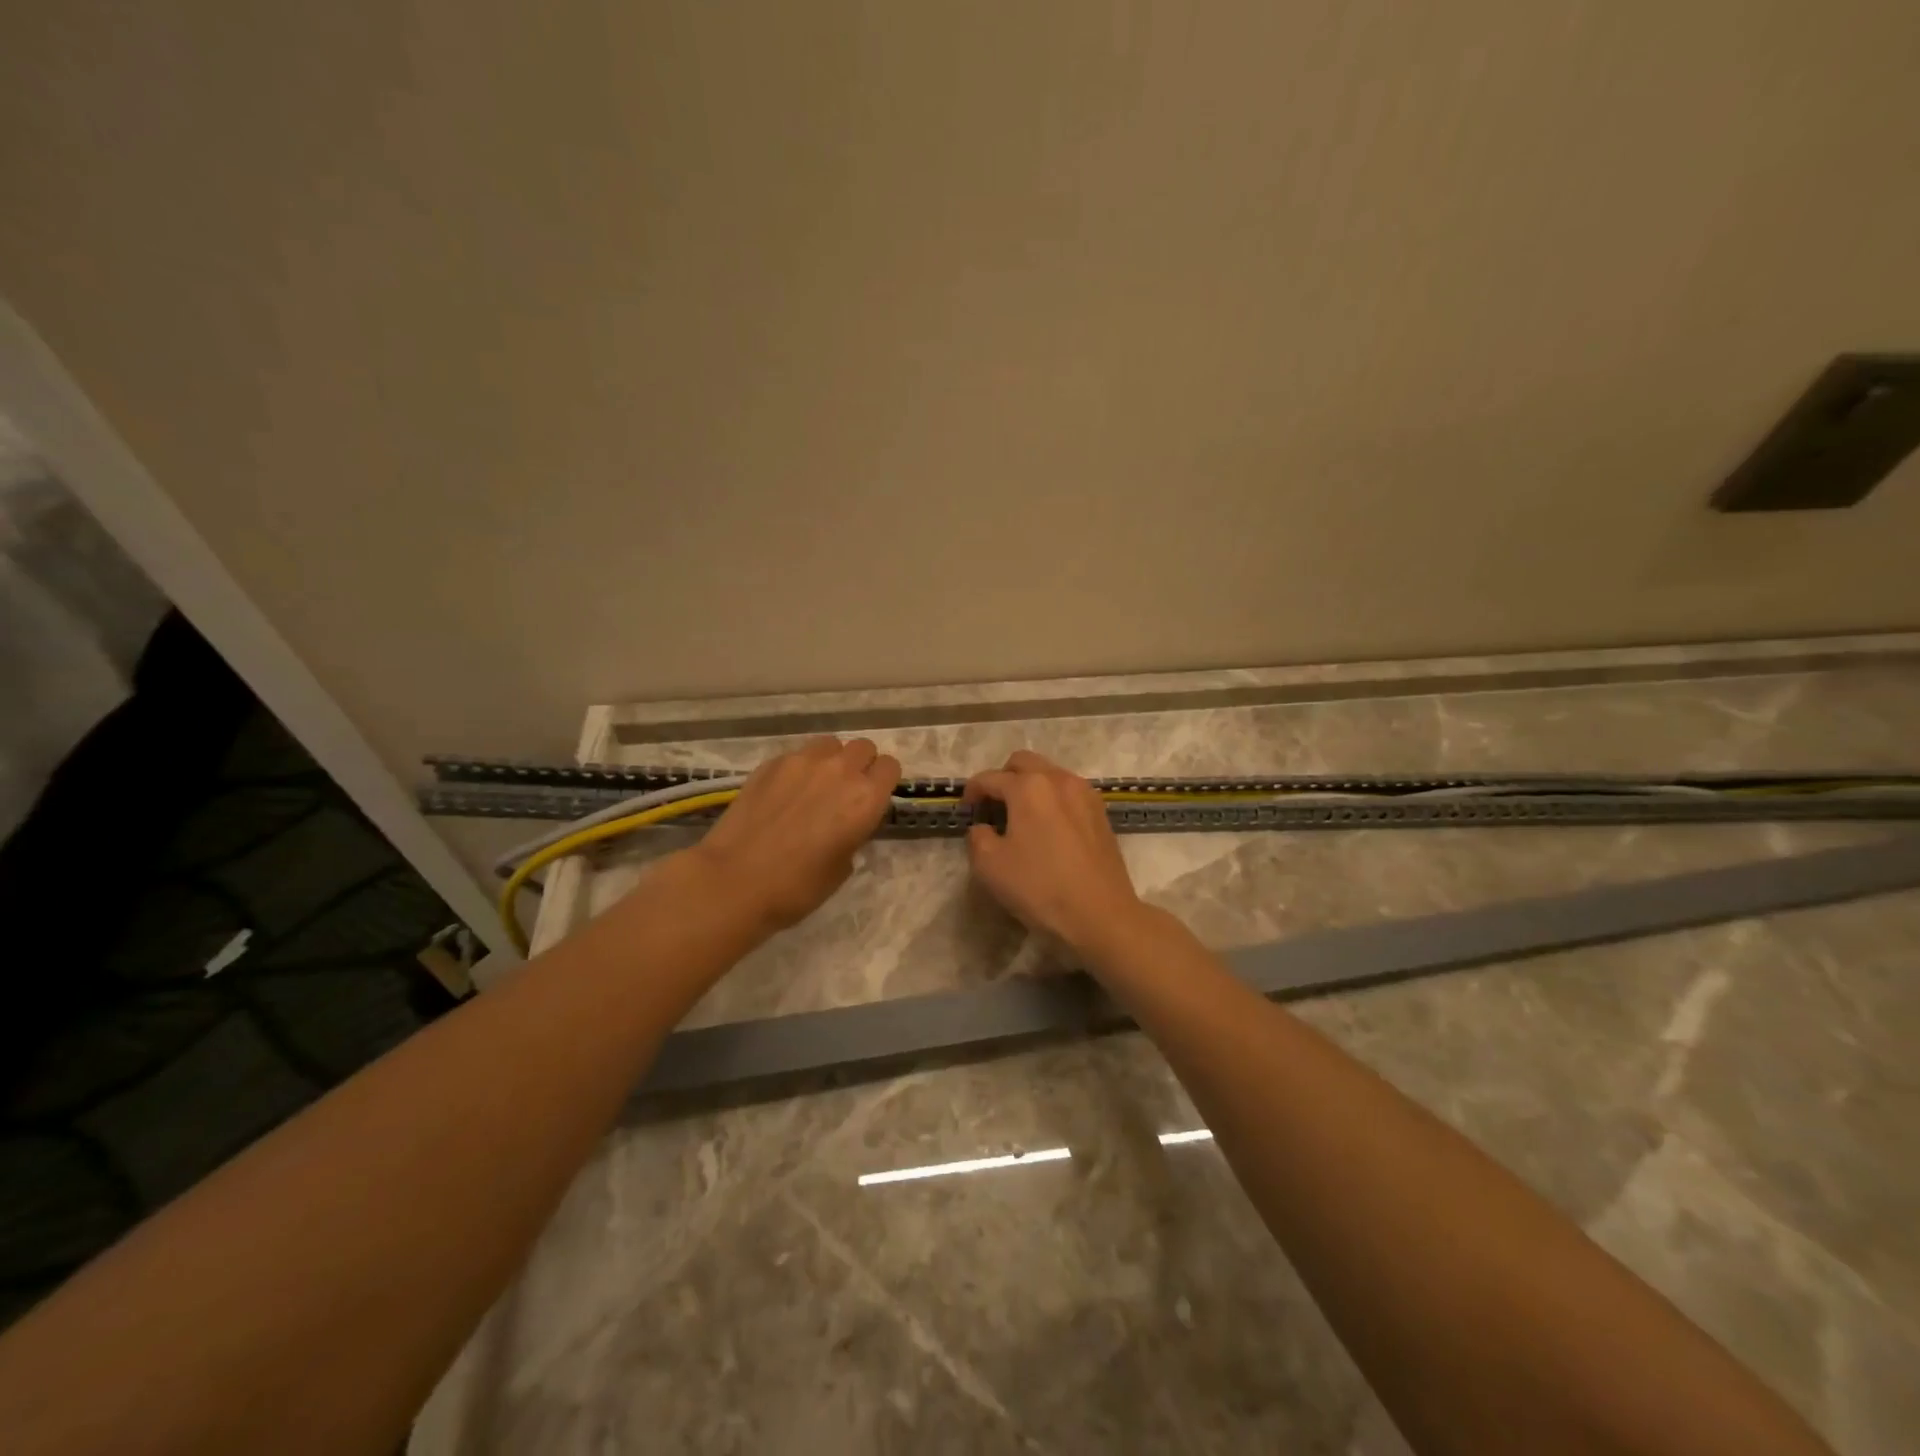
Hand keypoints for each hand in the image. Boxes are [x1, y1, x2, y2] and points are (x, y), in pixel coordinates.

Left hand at [692, 737, 900, 933]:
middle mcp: (840, 770)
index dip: (883, 782)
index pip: (890, 767)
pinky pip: (798, 754)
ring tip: (816, 786)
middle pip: (863, 748)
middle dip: (861, 765)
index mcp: (865, 798)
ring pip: (831, 744)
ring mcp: (803, 761)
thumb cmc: (797, 887)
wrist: (735, 880)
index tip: (872, 799)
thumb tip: (845, 825)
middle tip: (845, 792)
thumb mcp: (842, 867)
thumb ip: (854, 834)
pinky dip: (800, 768)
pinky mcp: (771, 763)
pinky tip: (785, 793)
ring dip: (831, 760)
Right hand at [962, 750, 1147, 959]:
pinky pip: (1069, 793)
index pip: (990, 778)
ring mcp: (1085, 794)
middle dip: (1002, 778)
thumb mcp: (990, 866)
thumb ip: (977, 837)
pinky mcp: (1101, 813)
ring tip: (1021, 817)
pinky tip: (1048, 829)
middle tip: (992, 806)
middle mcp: (1059, 780)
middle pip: (1023, 763)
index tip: (965, 811)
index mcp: (1029, 787)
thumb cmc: (1040, 888)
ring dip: (1030, 786)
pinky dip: (1052, 799)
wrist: (1101, 915)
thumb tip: (983, 828)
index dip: (971, 792)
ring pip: (1050, 774)